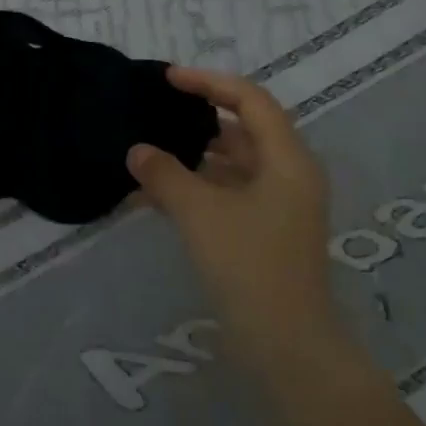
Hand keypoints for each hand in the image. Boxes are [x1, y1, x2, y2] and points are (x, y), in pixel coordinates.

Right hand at [126, 66, 338, 340]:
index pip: (250, 100)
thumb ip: (164, 174)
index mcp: (287, 160)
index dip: (208, 82)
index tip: (168, 79)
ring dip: (192, 157)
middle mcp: (288, 175)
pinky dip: (195, 188)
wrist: (286, 346)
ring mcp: (278, 206)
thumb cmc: (249, 266)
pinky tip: (155, 194)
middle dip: (198, 119)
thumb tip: (136, 150)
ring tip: (148, 152)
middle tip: (155, 111)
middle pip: (242, 130)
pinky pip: (226, 193)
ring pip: (232, 164)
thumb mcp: (199, 213)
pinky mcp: (263, 232)